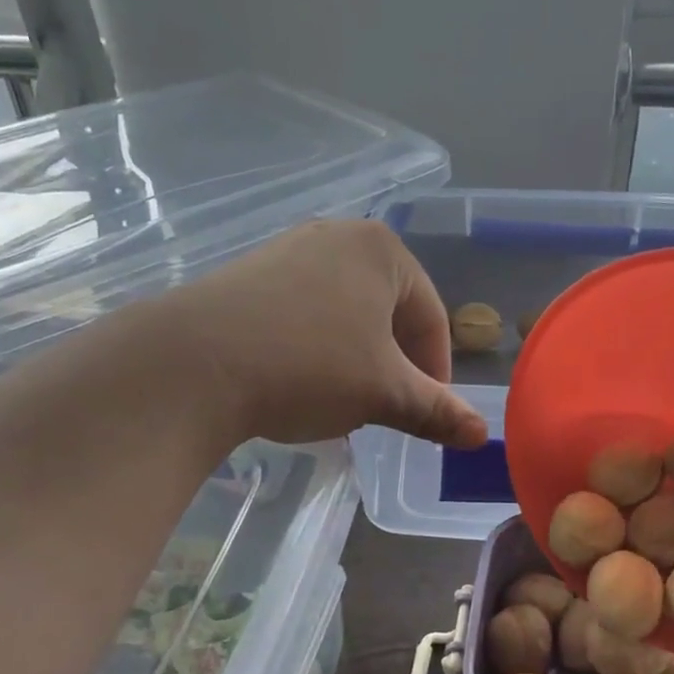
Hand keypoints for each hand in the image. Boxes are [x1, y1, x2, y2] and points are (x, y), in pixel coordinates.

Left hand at [154, 219, 488, 450]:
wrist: (192, 365)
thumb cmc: (309, 367)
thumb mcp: (384, 393)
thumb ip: (437, 411)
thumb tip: (482, 437)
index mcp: (382, 251)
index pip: (432, 317)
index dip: (437, 372)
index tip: (427, 412)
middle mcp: (338, 236)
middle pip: (390, 311)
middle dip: (395, 364)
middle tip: (387, 407)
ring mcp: (288, 250)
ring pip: (347, 312)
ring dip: (358, 358)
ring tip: (345, 400)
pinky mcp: (249, 273)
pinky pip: (306, 311)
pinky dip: (318, 347)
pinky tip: (299, 381)